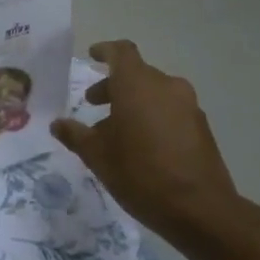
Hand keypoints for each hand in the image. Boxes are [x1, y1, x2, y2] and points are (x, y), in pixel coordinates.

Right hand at [51, 41, 248, 248]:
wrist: (199, 209)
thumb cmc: (140, 174)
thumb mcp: (97, 156)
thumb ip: (75, 135)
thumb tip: (58, 124)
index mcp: (137, 85)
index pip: (121, 52)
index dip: (105, 51)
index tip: (92, 55)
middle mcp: (166, 86)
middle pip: (137, 74)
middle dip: (113, 86)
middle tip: (92, 104)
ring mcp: (188, 106)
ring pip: (154, 93)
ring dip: (132, 103)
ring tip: (114, 131)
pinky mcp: (201, 126)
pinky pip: (170, 110)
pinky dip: (152, 116)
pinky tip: (141, 145)